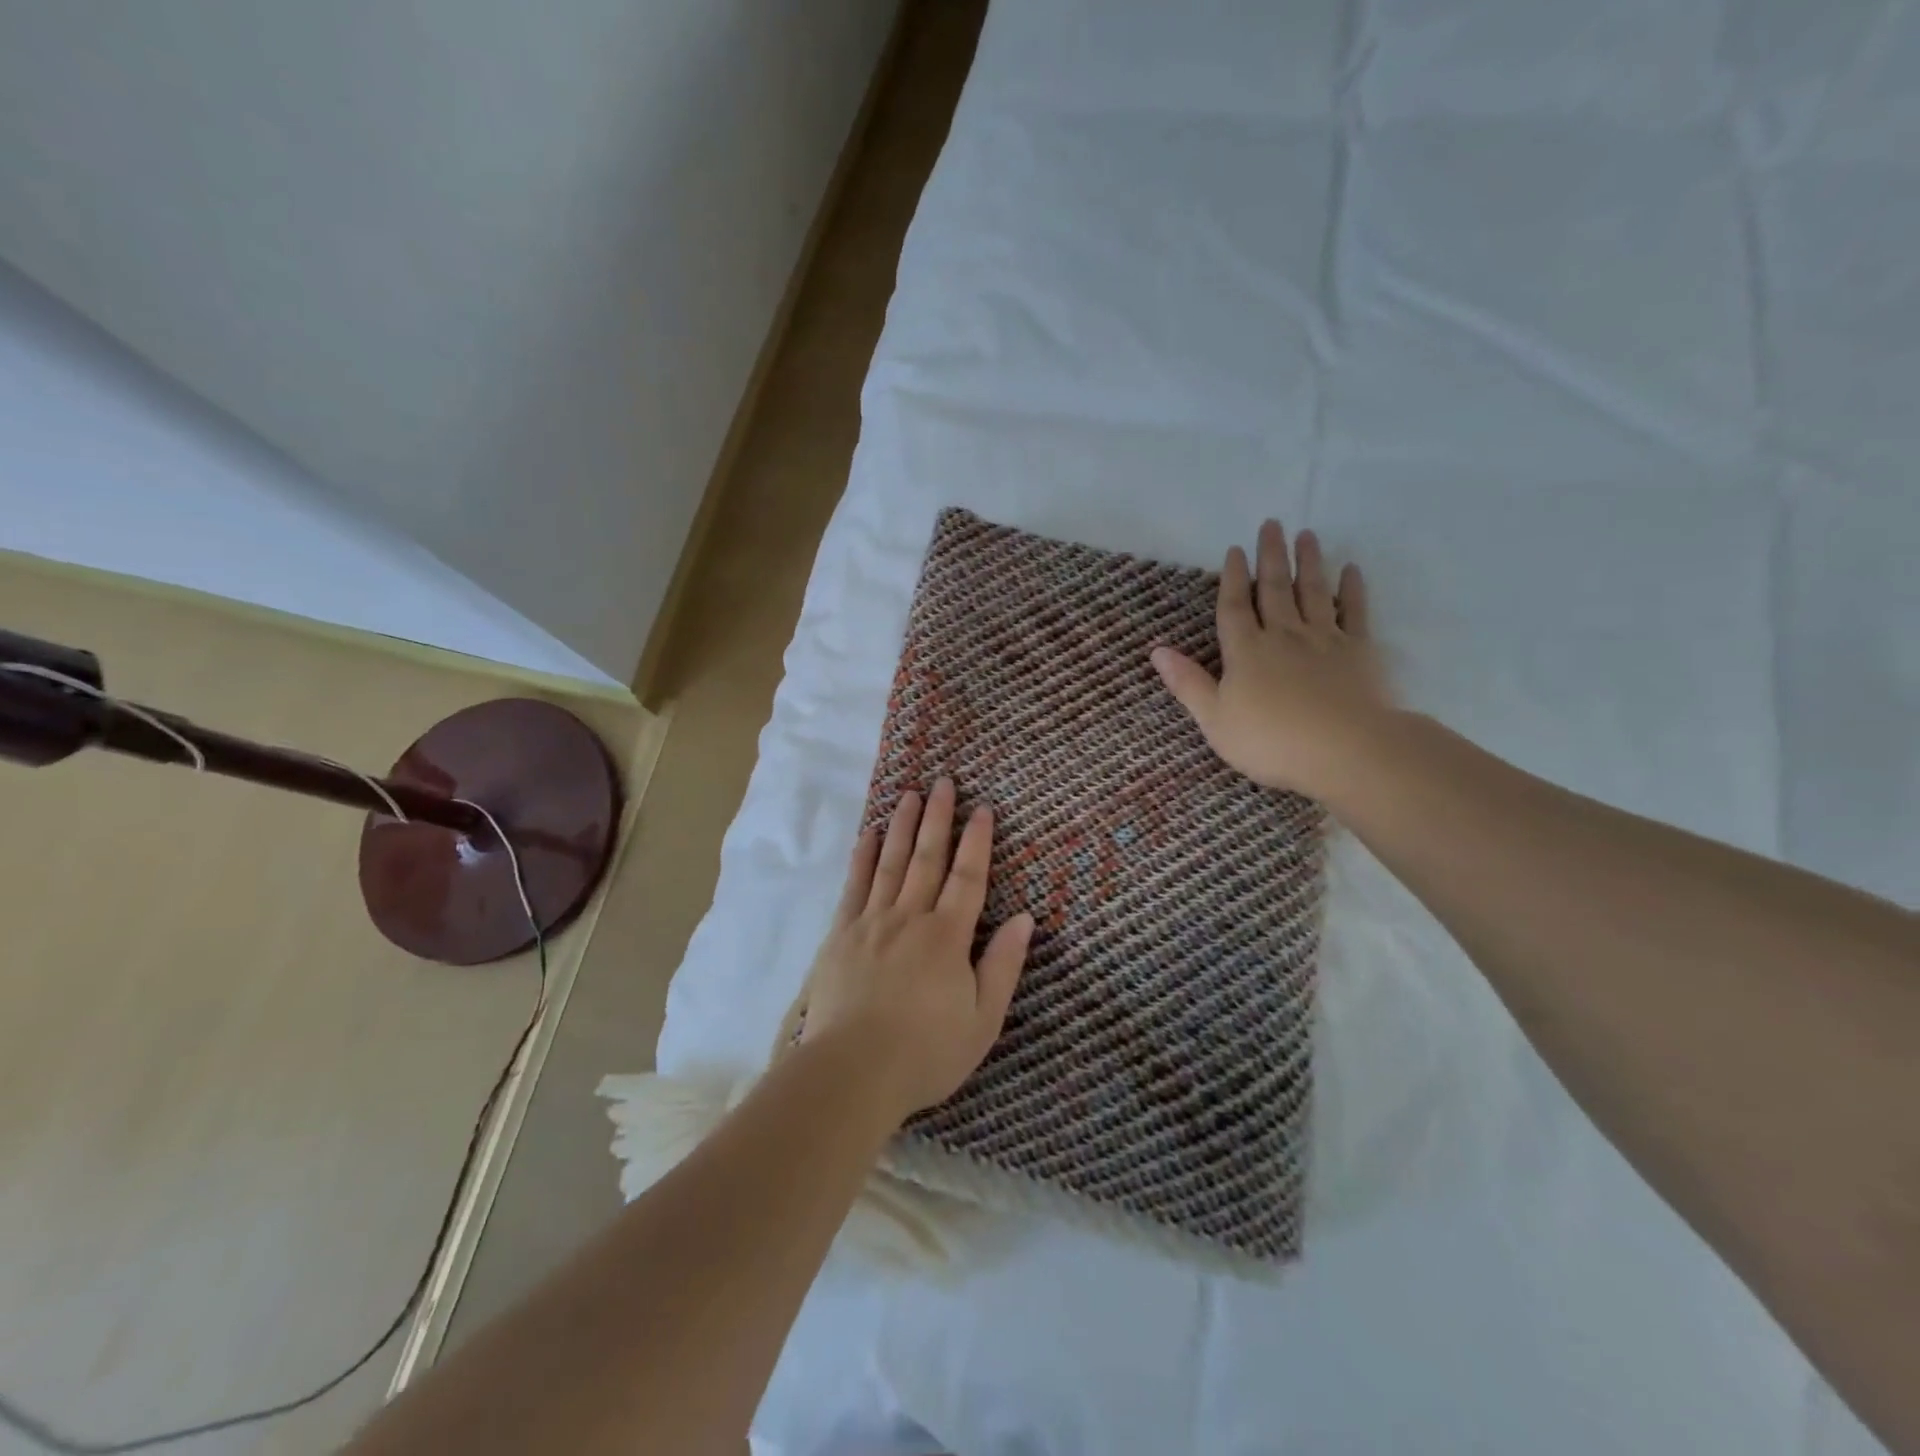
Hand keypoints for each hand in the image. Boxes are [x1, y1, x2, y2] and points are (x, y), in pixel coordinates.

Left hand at [801, 778, 1034, 1122]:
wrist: (853, 1072)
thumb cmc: (926, 1052)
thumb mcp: (983, 1019)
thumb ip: (1003, 965)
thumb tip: (1025, 918)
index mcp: (948, 937)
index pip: (968, 877)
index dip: (978, 841)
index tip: (983, 808)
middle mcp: (910, 917)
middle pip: (927, 858)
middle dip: (938, 818)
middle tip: (943, 782)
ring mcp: (872, 922)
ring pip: (890, 863)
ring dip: (901, 826)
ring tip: (909, 794)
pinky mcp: (841, 935)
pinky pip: (854, 886)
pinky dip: (862, 857)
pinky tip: (867, 835)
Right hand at [1152, 519, 1391, 799]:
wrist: (1345, 750)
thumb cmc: (1271, 741)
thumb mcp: (1215, 719)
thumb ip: (1188, 684)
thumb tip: (1156, 651)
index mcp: (1245, 652)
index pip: (1234, 607)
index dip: (1232, 578)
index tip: (1235, 550)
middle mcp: (1283, 635)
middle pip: (1274, 589)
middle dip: (1270, 556)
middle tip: (1272, 524)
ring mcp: (1323, 639)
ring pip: (1312, 592)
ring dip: (1307, 562)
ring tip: (1306, 534)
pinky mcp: (1358, 651)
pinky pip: (1354, 612)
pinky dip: (1352, 589)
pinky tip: (1350, 570)